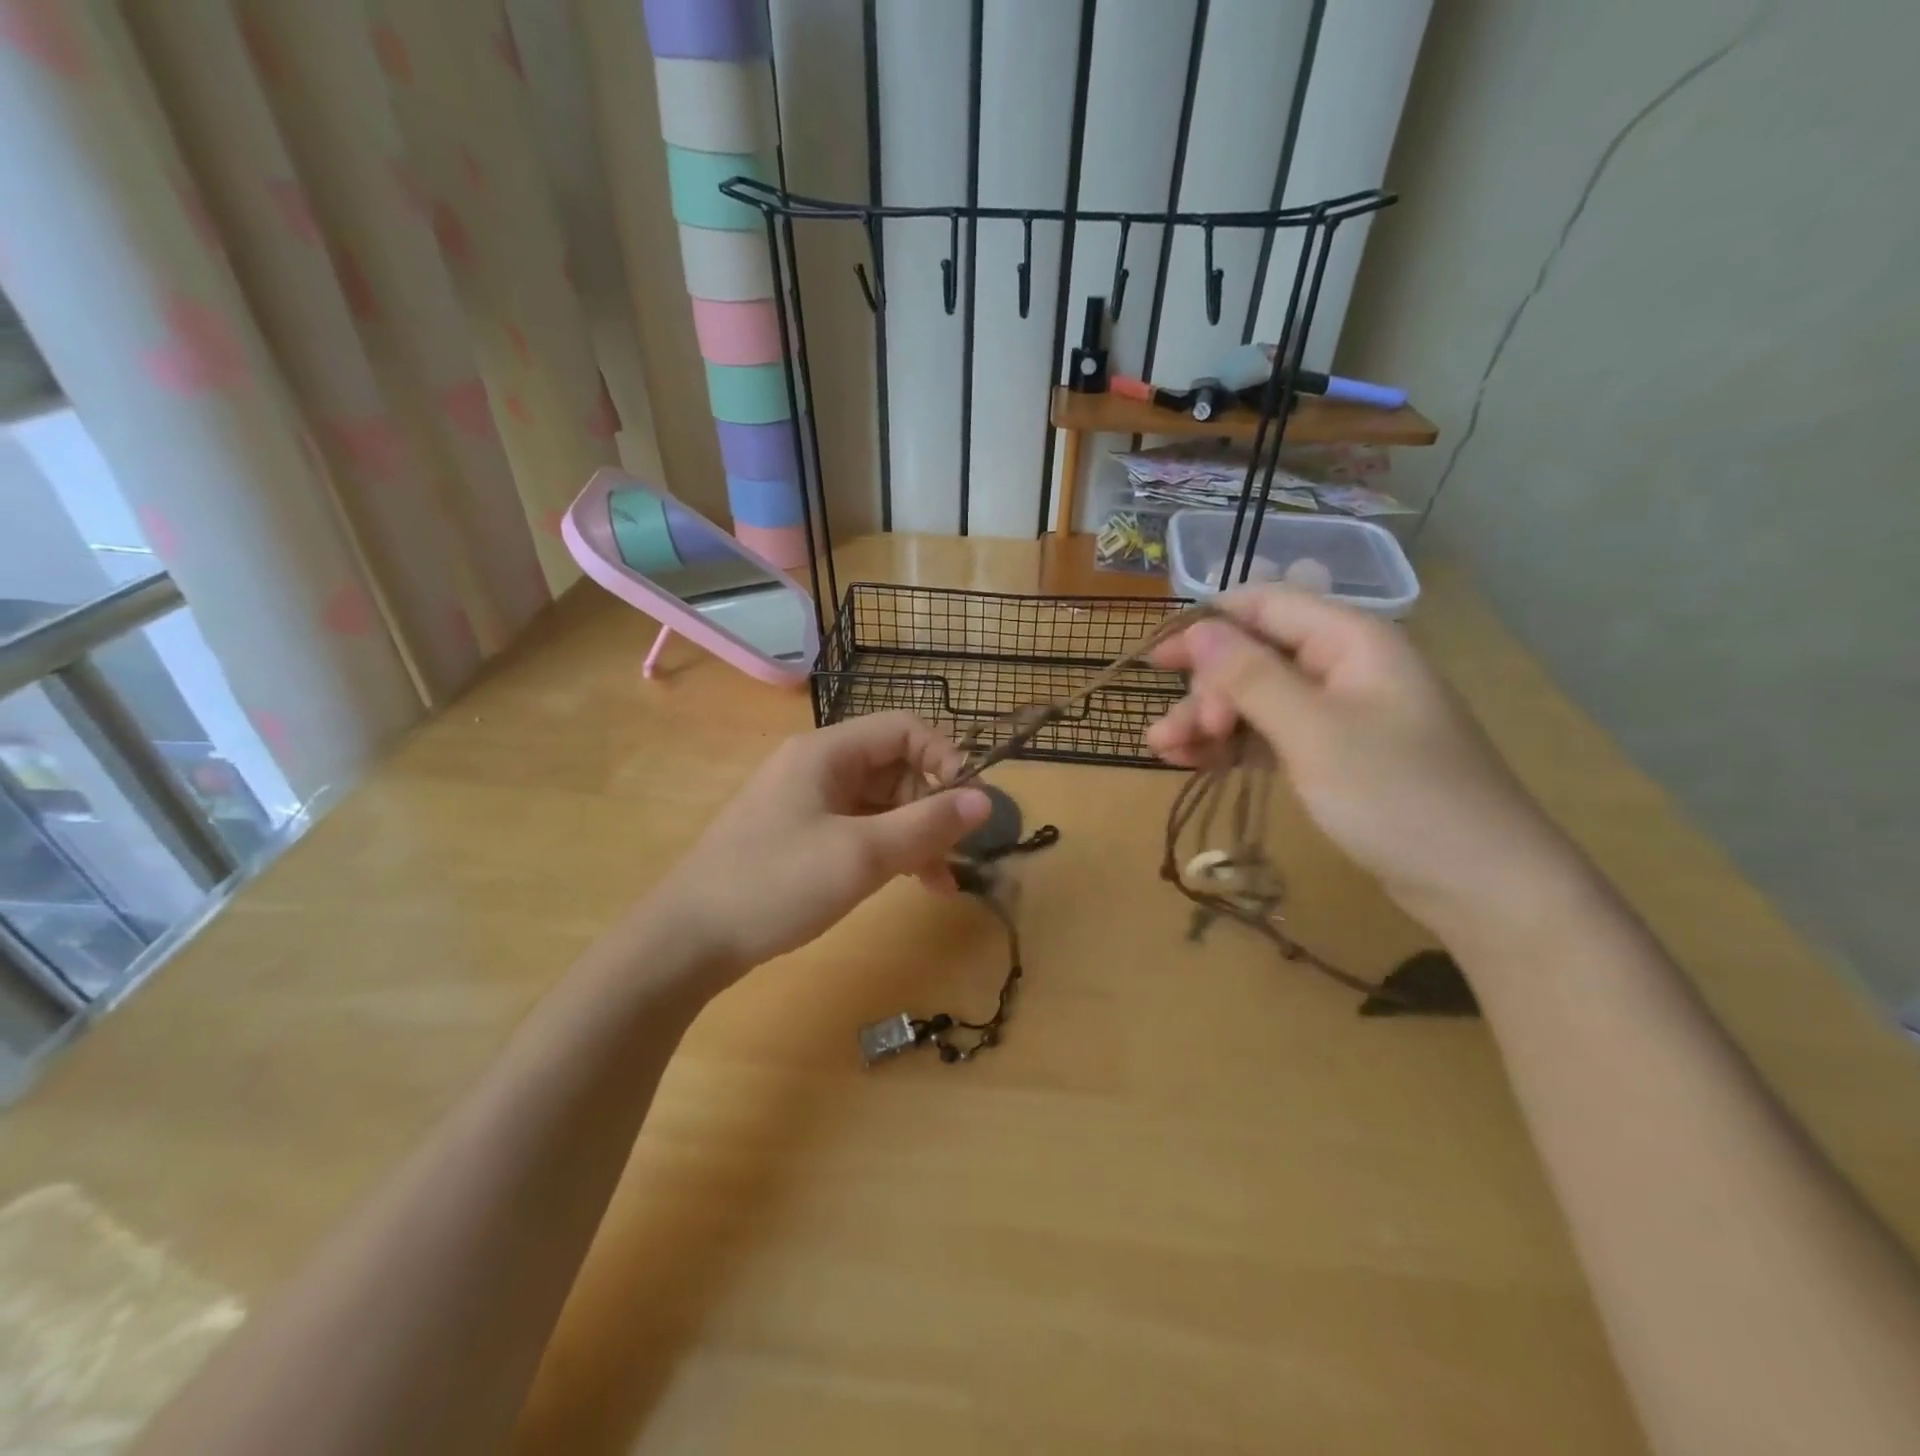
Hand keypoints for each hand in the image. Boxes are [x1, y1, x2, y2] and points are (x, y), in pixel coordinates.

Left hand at [652, 712, 990, 974]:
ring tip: (944, 881)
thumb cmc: (776, 884)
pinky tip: (911, 883)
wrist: (688, 940)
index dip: (945, 758)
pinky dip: (888, 850)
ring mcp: (806, 804)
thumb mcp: (861, 855)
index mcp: (827, 753)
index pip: (904, 729)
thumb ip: (926, 824)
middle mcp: (818, 768)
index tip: (970, 803)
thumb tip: (987, 799)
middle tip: (959, 850)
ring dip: (915, 834)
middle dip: (932, 805)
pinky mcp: (800, 837)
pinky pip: (859, 830)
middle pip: (894, 767)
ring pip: (880, 803)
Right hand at [1145, 588, 1586, 929]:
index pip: (1263, 605)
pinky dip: (1233, 746)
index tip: (1155, 662)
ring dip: (1208, 721)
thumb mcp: (1313, 732)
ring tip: (1164, 753)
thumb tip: (1198, 629)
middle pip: (1253, 655)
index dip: (1204, 626)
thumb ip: (1250, 676)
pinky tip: (1196, 764)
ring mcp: (1340, 712)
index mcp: (1350, 639)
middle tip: (1178, 736)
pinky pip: (1271, 734)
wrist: (1480, 884)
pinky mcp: (1335, 753)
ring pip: (1256, 698)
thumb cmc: (1398, 796)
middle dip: (1206, 690)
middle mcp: (1344, 664)